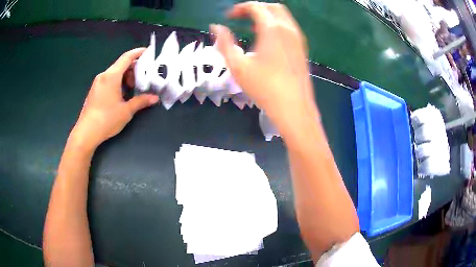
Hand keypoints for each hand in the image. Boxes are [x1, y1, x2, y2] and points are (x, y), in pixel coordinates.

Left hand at [69, 48, 159, 150]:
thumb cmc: (107, 119)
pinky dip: (117, 82)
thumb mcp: (126, 111)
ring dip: (125, 76)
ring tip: (132, 88)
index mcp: (112, 76)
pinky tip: (121, 94)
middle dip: (133, 68)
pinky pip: (108, 80)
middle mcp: (104, 76)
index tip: (148, 51)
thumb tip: (154, 98)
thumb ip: (141, 101)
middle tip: (142, 78)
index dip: (138, 52)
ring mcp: (98, 83)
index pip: (127, 57)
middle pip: (121, 65)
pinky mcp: (95, 90)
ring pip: (114, 73)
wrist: (86, 132)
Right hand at [210, 2, 317, 135]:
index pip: (256, 7)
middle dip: (254, 8)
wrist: (294, 108)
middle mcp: (288, 29)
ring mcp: (298, 38)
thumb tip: (215, 27)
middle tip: (240, 17)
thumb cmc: (264, 88)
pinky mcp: (302, 48)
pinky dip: (276, 24)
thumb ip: (224, 42)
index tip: (229, 17)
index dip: (240, 8)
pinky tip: (267, 38)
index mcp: (272, 29)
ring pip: (283, 16)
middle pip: (272, 7)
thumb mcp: (237, 66)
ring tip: (251, 26)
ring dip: (266, 15)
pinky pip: (289, 27)